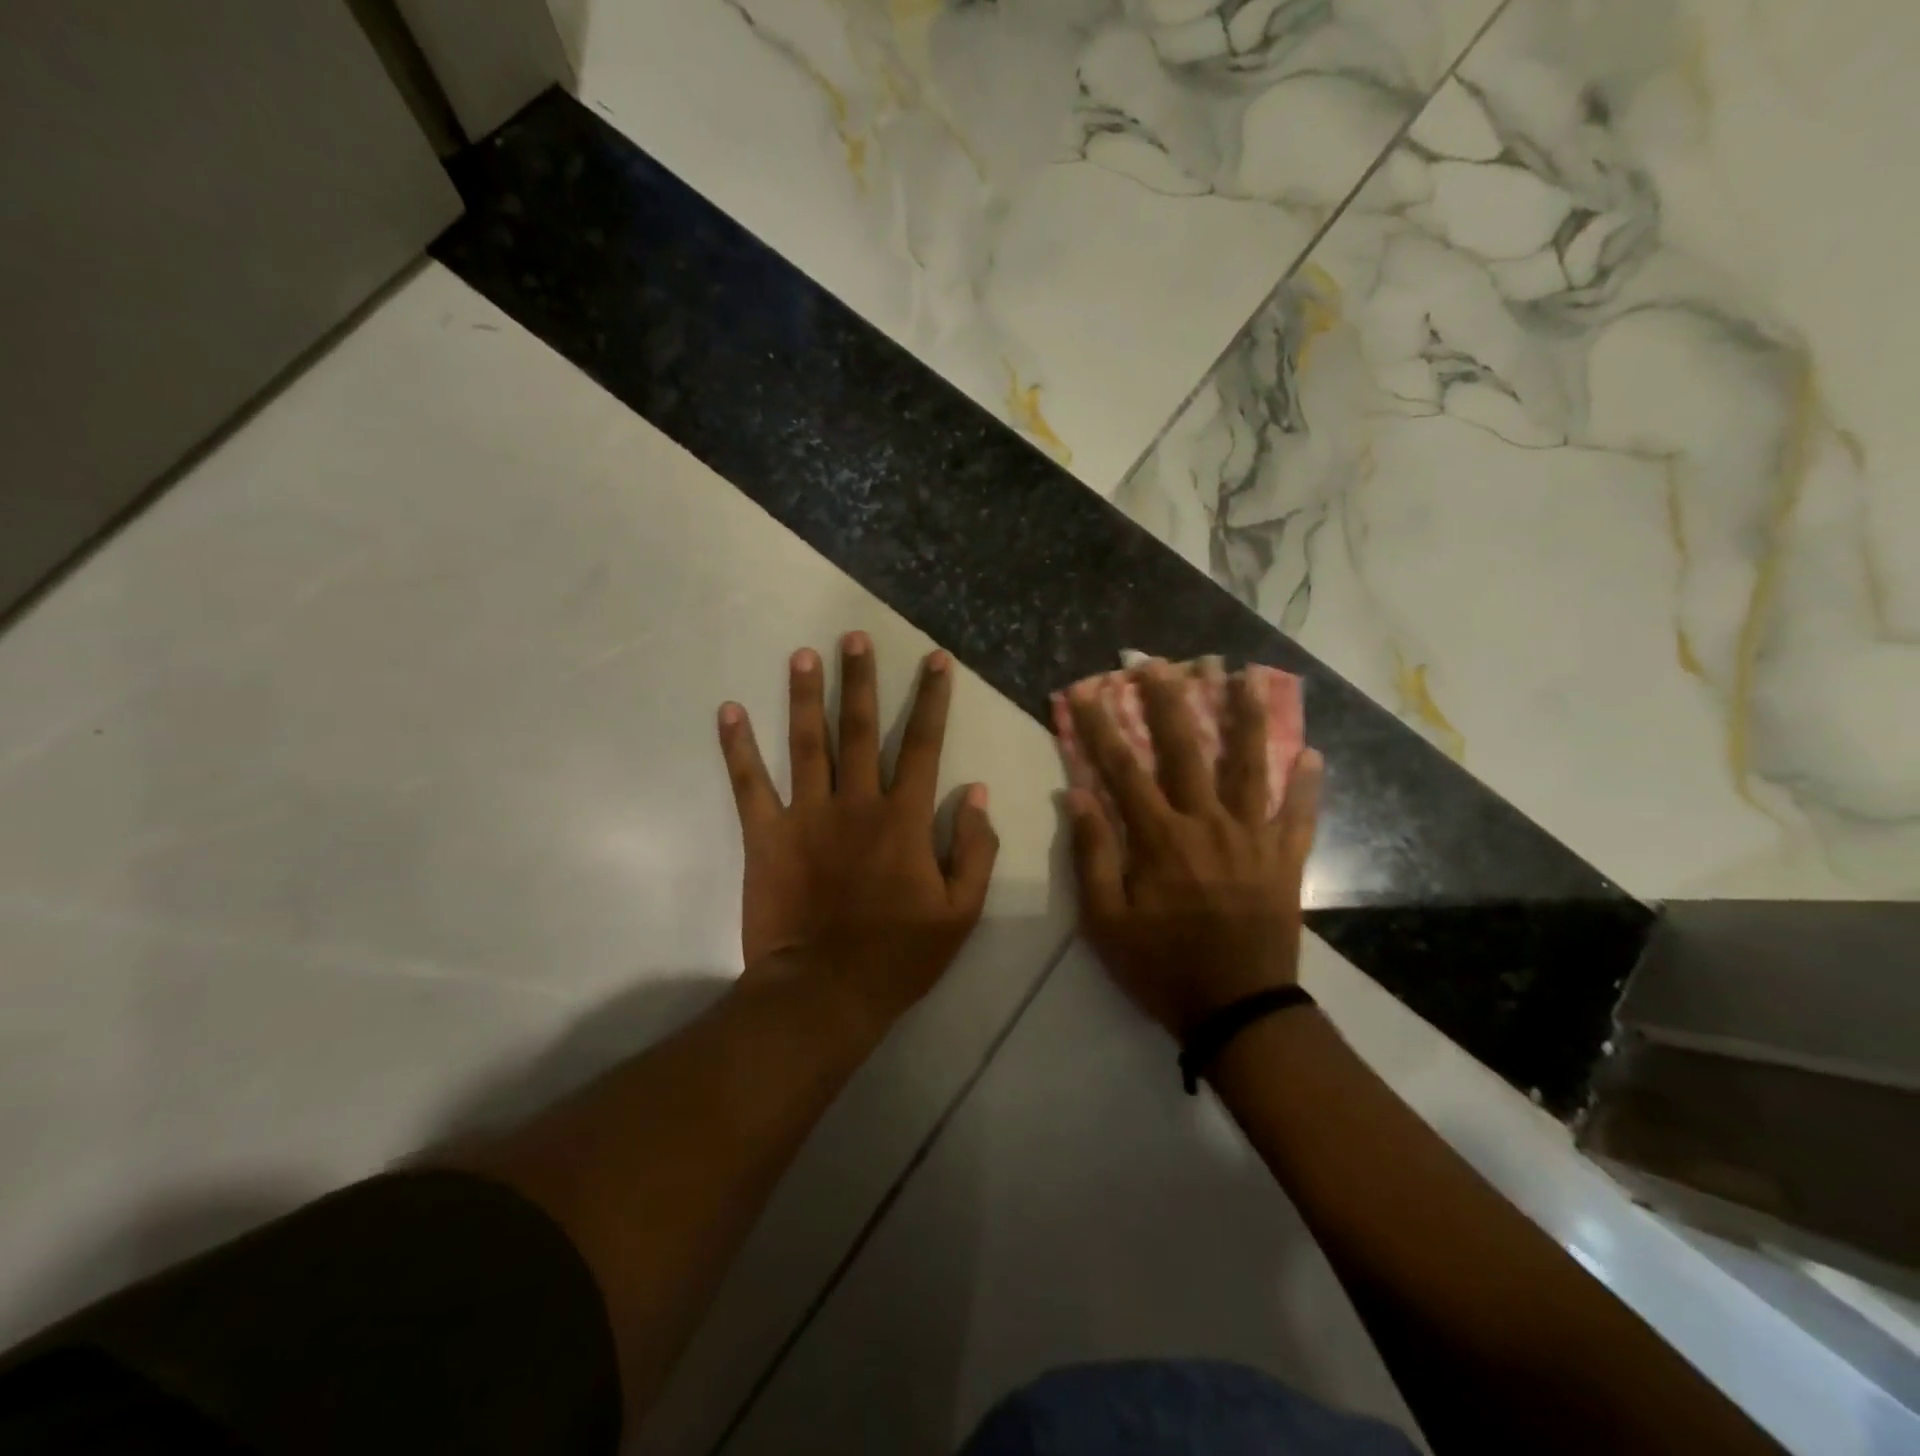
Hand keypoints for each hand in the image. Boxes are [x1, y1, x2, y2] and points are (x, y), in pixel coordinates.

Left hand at [717, 633, 998, 1031]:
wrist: (825, 992)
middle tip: (854, 635)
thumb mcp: (961, 911)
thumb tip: (975, 791)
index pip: (923, 744)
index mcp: (904, 818)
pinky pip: (750, 784)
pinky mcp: (767, 835)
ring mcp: (807, 815)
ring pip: (808, 742)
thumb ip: (974, 848)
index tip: (934, 659)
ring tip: (804, 655)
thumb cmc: (899, 955)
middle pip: (861, 728)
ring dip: (806, 695)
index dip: (932, 699)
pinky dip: (738, 747)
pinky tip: (729, 710)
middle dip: (861, 679)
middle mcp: (856, 802)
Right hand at [1065, 660, 1322, 1039]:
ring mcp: (1252, 838)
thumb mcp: (1106, 921)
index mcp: (1160, 838)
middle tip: (1160, 660)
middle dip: (1168, 700)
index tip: (1084, 690)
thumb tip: (1075, 795)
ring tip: (1247, 675)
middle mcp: (1207, 823)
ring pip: (1249, 766)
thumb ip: (1092, 854)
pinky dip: (1308, 785)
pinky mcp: (1285, 860)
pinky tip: (1313, 752)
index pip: (1121, 769)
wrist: (1237, 1011)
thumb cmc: (1161, 967)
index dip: (1099, 727)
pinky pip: (1300, 815)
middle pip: (1186, 749)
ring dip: (1246, 717)